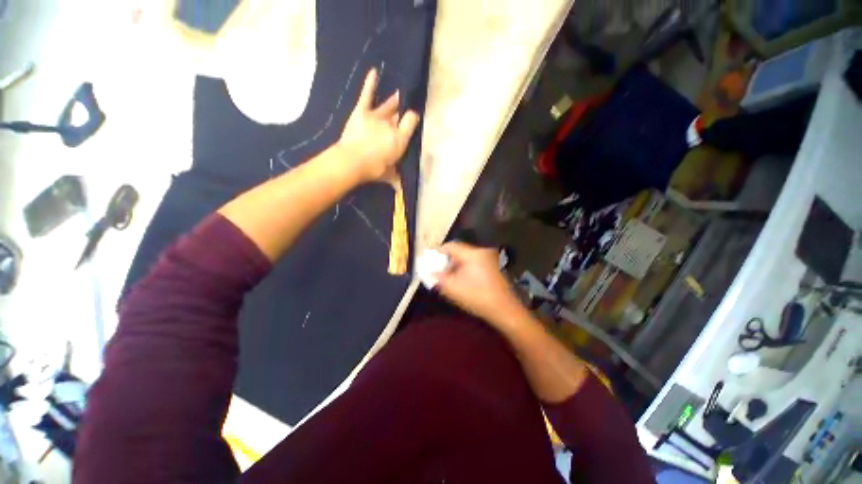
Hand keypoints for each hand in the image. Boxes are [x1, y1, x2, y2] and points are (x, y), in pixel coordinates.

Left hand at [338, 68, 419, 183]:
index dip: (413, 119)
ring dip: (394, 100)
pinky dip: (370, 83)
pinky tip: (374, 71)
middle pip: (400, 114)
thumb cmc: (374, 169)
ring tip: (400, 92)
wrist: (353, 161)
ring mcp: (376, 116)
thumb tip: (400, 190)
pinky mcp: (362, 111)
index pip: (412, 122)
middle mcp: (391, 125)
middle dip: (404, 111)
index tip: (414, 118)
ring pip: (388, 105)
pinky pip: (367, 95)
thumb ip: (396, 179)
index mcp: (400, 139)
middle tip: (408, 106)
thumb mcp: (388, 175)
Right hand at [435, 241, 524, 325]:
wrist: (505, 310)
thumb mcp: (453, 289)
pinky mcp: (494, 266)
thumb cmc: (478, 298)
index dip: (438, 252)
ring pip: (467, 257)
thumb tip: (430, 272)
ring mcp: (490, 258)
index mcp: (472, 254)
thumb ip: (439, 279)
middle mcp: (482, 252)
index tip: (431, 261)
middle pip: (459, 251)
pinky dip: (466, 268)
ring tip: (450, 278)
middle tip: (440, 272)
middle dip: (447, 261)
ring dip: (456, 266)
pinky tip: (463, 281)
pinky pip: (475, 262)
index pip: (450, 246)